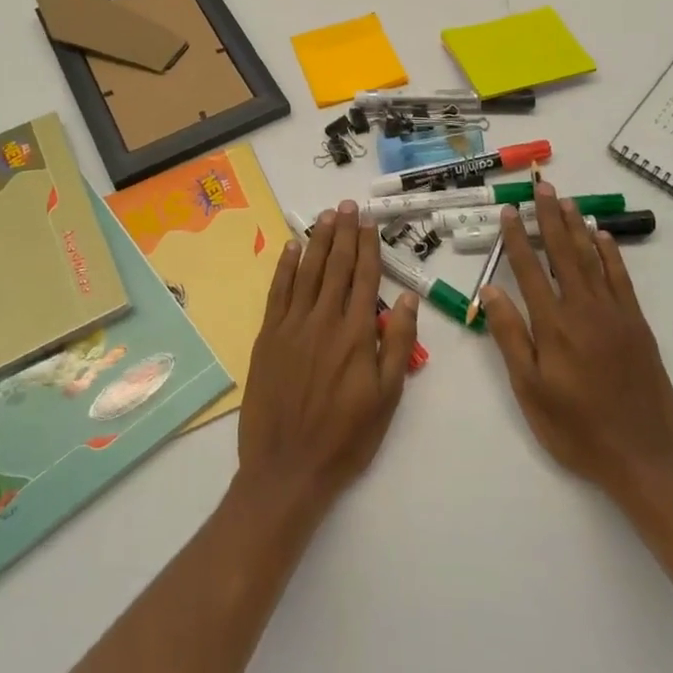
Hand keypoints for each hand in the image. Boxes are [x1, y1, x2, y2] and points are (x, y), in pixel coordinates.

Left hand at [235, 202, 420, 517]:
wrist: (287, 467)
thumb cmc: (346, 438)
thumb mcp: (387, 398)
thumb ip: (397, 344)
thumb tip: (405, 297)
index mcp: (356, 333)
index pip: (364, 277)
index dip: (368, 246)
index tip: (369, 221)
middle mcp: (323, 319)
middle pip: (335, 266)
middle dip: (343, 233)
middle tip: (347, 205)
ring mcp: (292, 325)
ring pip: (307, 272)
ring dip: (317, 241)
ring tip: (325, 216)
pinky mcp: (268, 336)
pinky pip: (278, 291)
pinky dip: (284, 266)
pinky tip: (290, 247)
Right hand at [480, 181, 672, 501]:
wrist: (642, 456)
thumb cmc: (575, 427)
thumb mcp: (529, 389)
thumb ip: (510, 337)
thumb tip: (491, 291)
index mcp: (553, 325)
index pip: (529, 270)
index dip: (517, 238)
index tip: (509, 211)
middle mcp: (584, 309)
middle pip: (563, 253)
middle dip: (550, 218)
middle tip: (543, 188)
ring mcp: (615, 314)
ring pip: (593, 259)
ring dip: (579, 227)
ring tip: (568, 201)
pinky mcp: (637, 324)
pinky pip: (622, 278)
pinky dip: (611, 255)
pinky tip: (603, 237)